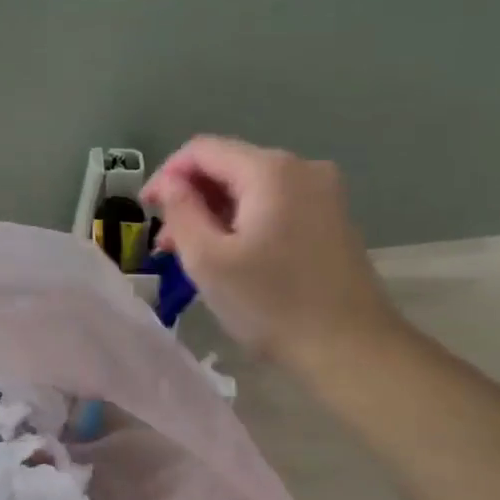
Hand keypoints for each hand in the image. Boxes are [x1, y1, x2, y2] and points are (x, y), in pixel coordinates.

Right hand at [142, 137, 404, 373]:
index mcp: (270, 170)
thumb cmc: (272, 304)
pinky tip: (231, 256)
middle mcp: (302, 168)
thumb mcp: (208, 260)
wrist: (353, 350)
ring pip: (250, 188)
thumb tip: (169, 183)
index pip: (202, 149)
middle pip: (228, 165)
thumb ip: (181, 211)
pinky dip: (244, 221)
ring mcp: (323, 193)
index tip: (146, 211)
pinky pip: (274, 204)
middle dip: (191, 197)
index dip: (166, 174)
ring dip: (215, 212)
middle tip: (165, 243)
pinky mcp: (331, 218)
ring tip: (191, 254)